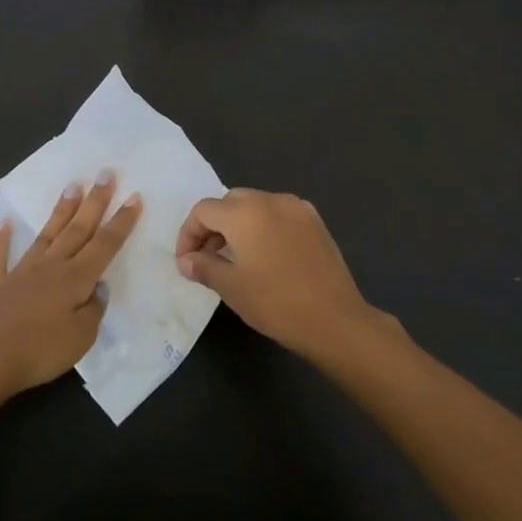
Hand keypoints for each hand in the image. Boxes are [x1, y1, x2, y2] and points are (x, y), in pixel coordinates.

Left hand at [0, 171, 141, 403]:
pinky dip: (0, 239)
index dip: (121, 222)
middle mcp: (50, 267)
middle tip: (105, 174)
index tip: (134, 196)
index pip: (105, 245)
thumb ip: (93, 310)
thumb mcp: (82, 338)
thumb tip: (96, 288)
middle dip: (94, 202)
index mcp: (75, 279)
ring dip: (60, 211)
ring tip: (72, 186)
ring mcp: (20, 272)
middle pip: (78, 229)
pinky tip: (3, 223)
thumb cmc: (39, 352)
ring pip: (46, 235)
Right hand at [175, 188, 403, 365]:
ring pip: (256, 205)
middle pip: (229, 202)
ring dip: (238, 225)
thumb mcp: (231, 287)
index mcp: (244, 212)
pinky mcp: (315, 222)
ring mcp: (297, 208)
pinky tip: (266, 255)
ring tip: (235, 258)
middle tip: (207, 257)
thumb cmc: (275, 302)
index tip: (187, 261)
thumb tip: (186, 260)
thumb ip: (203, 266)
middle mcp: (270, 200)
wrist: (335, 320)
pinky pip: (279, 214)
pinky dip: (264, 226)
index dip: (188, 234)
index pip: (203, 210)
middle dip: (213, 226)